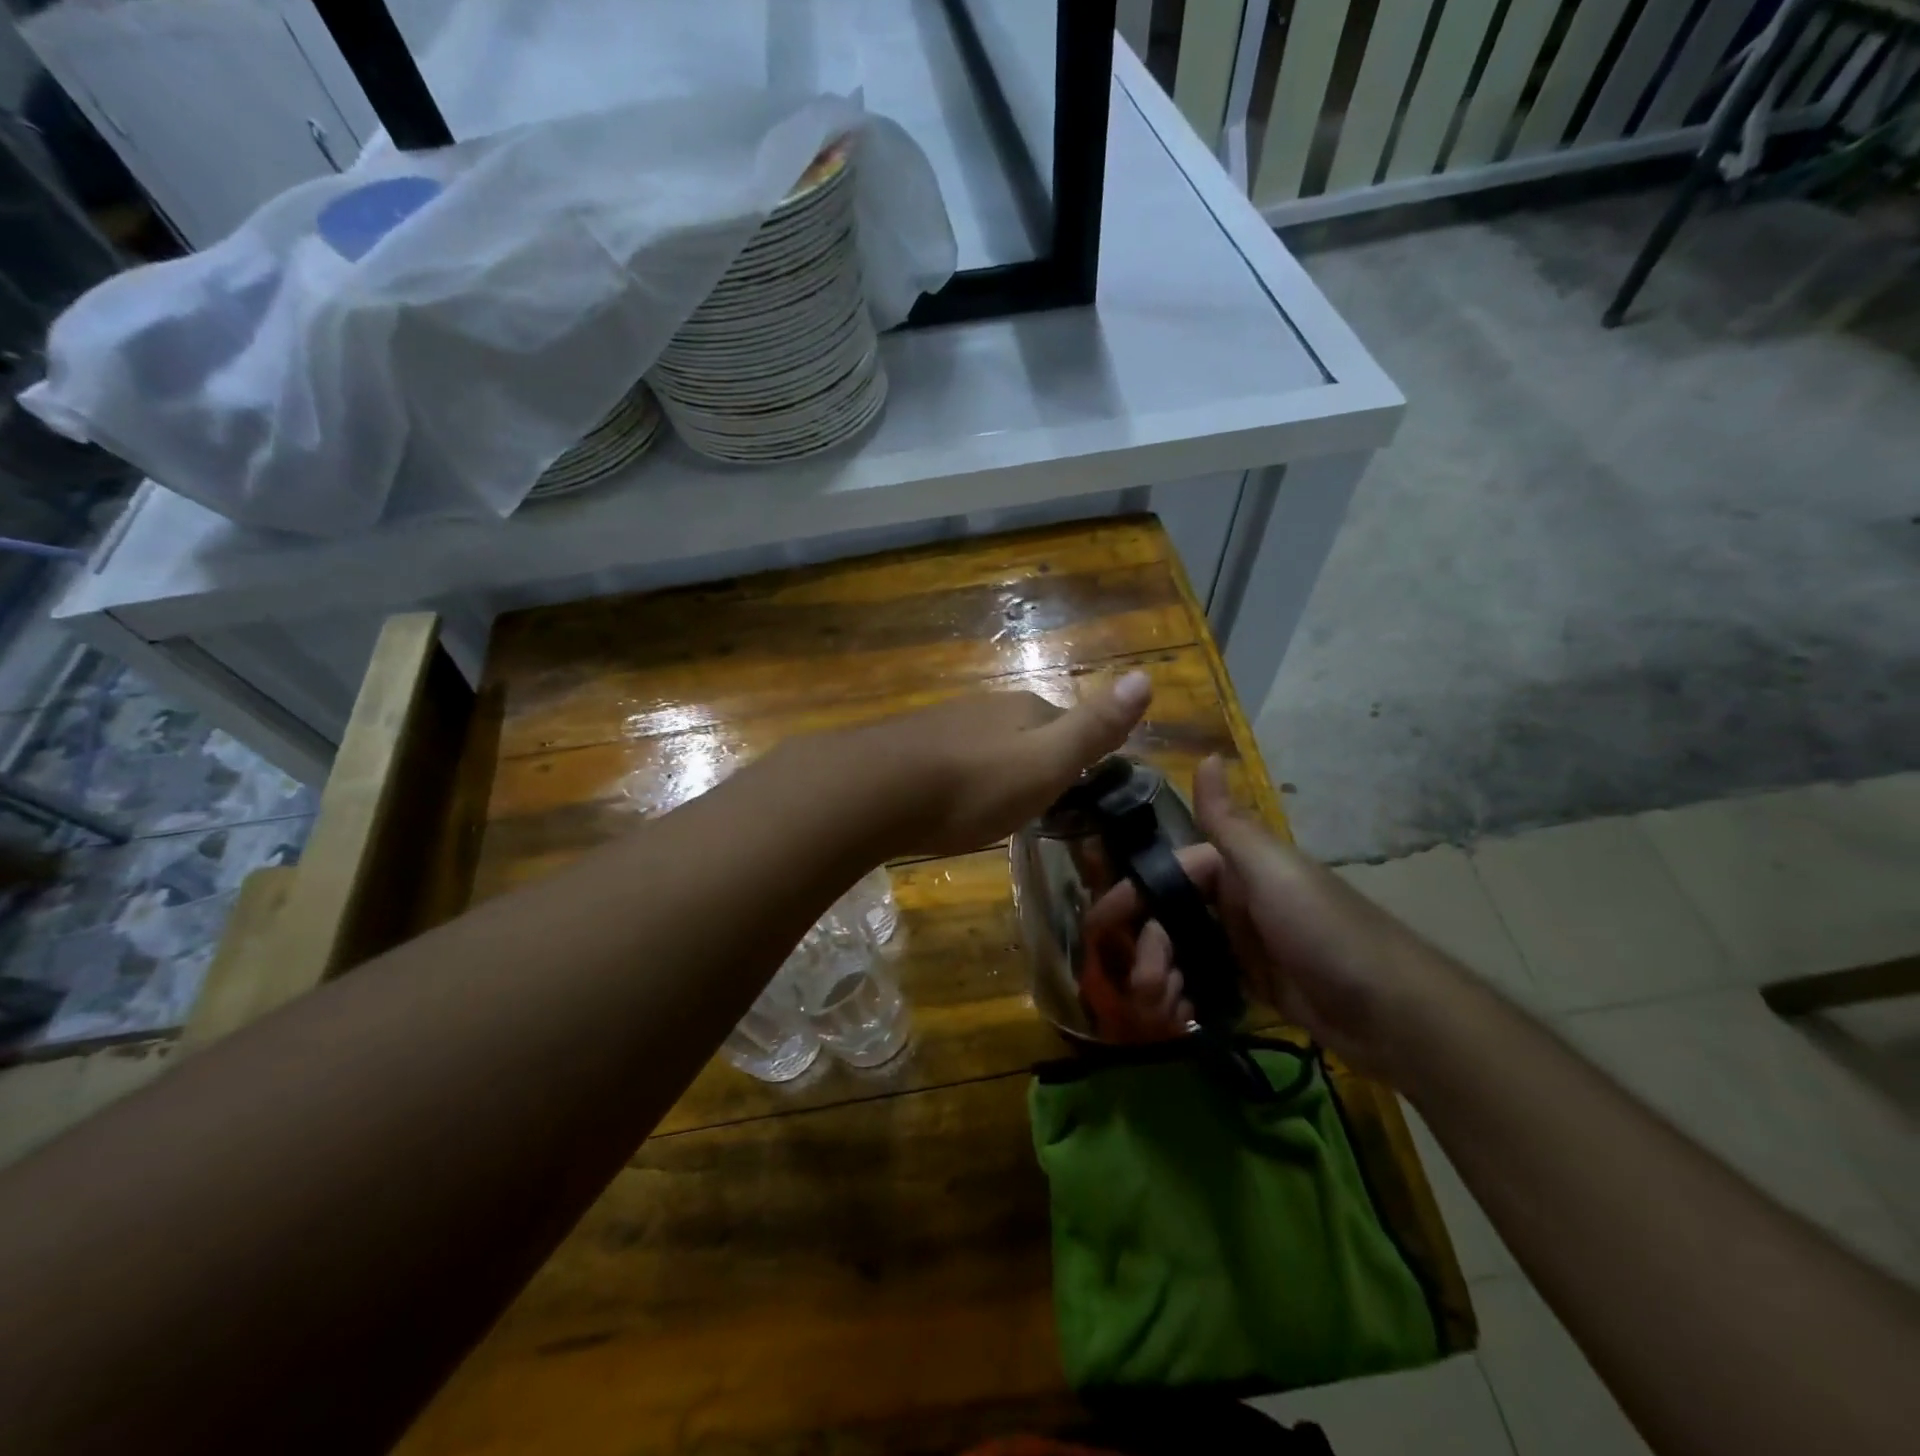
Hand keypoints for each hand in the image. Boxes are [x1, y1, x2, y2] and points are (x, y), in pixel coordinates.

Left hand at [815, 672, 1153, 859]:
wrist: (874, 791)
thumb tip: (1146, 675)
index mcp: (1023, 709)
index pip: (1062, 720)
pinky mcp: (904, 748)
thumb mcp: (1047, 762)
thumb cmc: (973, 784)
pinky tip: (945, 800)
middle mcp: (982, 708)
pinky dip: (955, 777)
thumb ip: (1094, 727)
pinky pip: (944, 759)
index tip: (1077, 785)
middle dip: (1030, 759)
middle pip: (1020, 730)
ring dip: (990, 768)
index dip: (1074, 751)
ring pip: (980, 744)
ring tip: (992, 805)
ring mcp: (940, 725)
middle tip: (1035, 801)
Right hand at [1087, 756, 1431, 1076]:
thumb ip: (1229, 823)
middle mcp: (1234, 902)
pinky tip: (1181, 1020)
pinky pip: (1201, 987)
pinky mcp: (1253, 987)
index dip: (1130, 898)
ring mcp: (1243, 946)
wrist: (1392, 1011)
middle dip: (1147, 951)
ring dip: (1161, 980)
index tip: (1098, 926)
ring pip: (1180, 956)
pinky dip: (1184, 1000)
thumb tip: (1208, 754)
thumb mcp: (1271, 871)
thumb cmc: (1323, 930)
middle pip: (1168, 920)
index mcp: (1235, 870)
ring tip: (1163, 1011)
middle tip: (1143, 985)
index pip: (1167, 876)